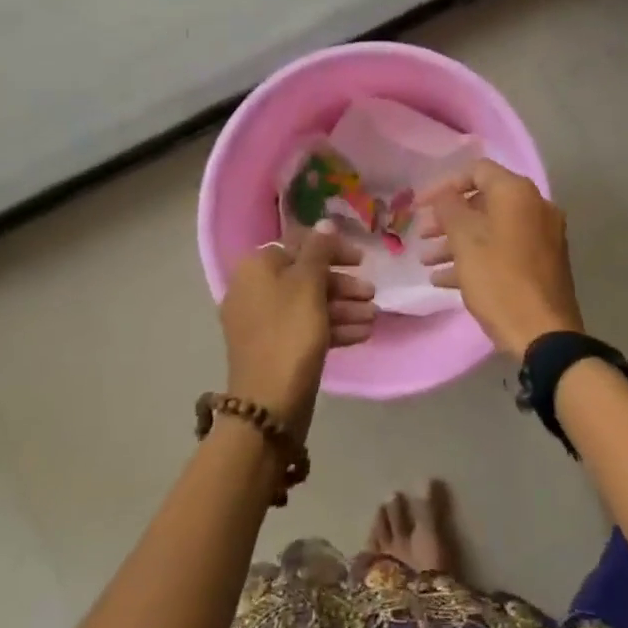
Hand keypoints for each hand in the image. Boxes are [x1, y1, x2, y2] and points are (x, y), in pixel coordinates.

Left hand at [218, 222, 373, 440]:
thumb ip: (319, 250)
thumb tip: (325, 222)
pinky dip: (333, 327)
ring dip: (343, 307)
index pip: (298, 244)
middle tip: (371, 293)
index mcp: (256, 268)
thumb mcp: (308, 285)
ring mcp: (264, 321)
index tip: (361, 260)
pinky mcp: (276, 348)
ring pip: (309, 303)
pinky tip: (363, 333)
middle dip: (342, 284)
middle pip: (306, 275)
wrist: (269, 405)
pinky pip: (307, 327)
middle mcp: (255, 290)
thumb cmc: (289, 334)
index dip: (332, 249)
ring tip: (372, 317)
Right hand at [418, 159, 583, 360]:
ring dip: (457, 241)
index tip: (420, 206)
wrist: (544, 334)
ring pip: (492, 229)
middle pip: (483, 201)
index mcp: (517, 193)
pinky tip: (445, 280)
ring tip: (428, 261)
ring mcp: (542, 237)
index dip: (444, 185)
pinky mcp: (542, 263)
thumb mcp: (465, 241)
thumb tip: (445, 195)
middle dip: (448, 218)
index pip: (476, 171)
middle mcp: (535, 207)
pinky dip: (477, 258)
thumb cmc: (499, 280)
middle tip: (422, 235)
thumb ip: (449, 208)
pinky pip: (504, 250)